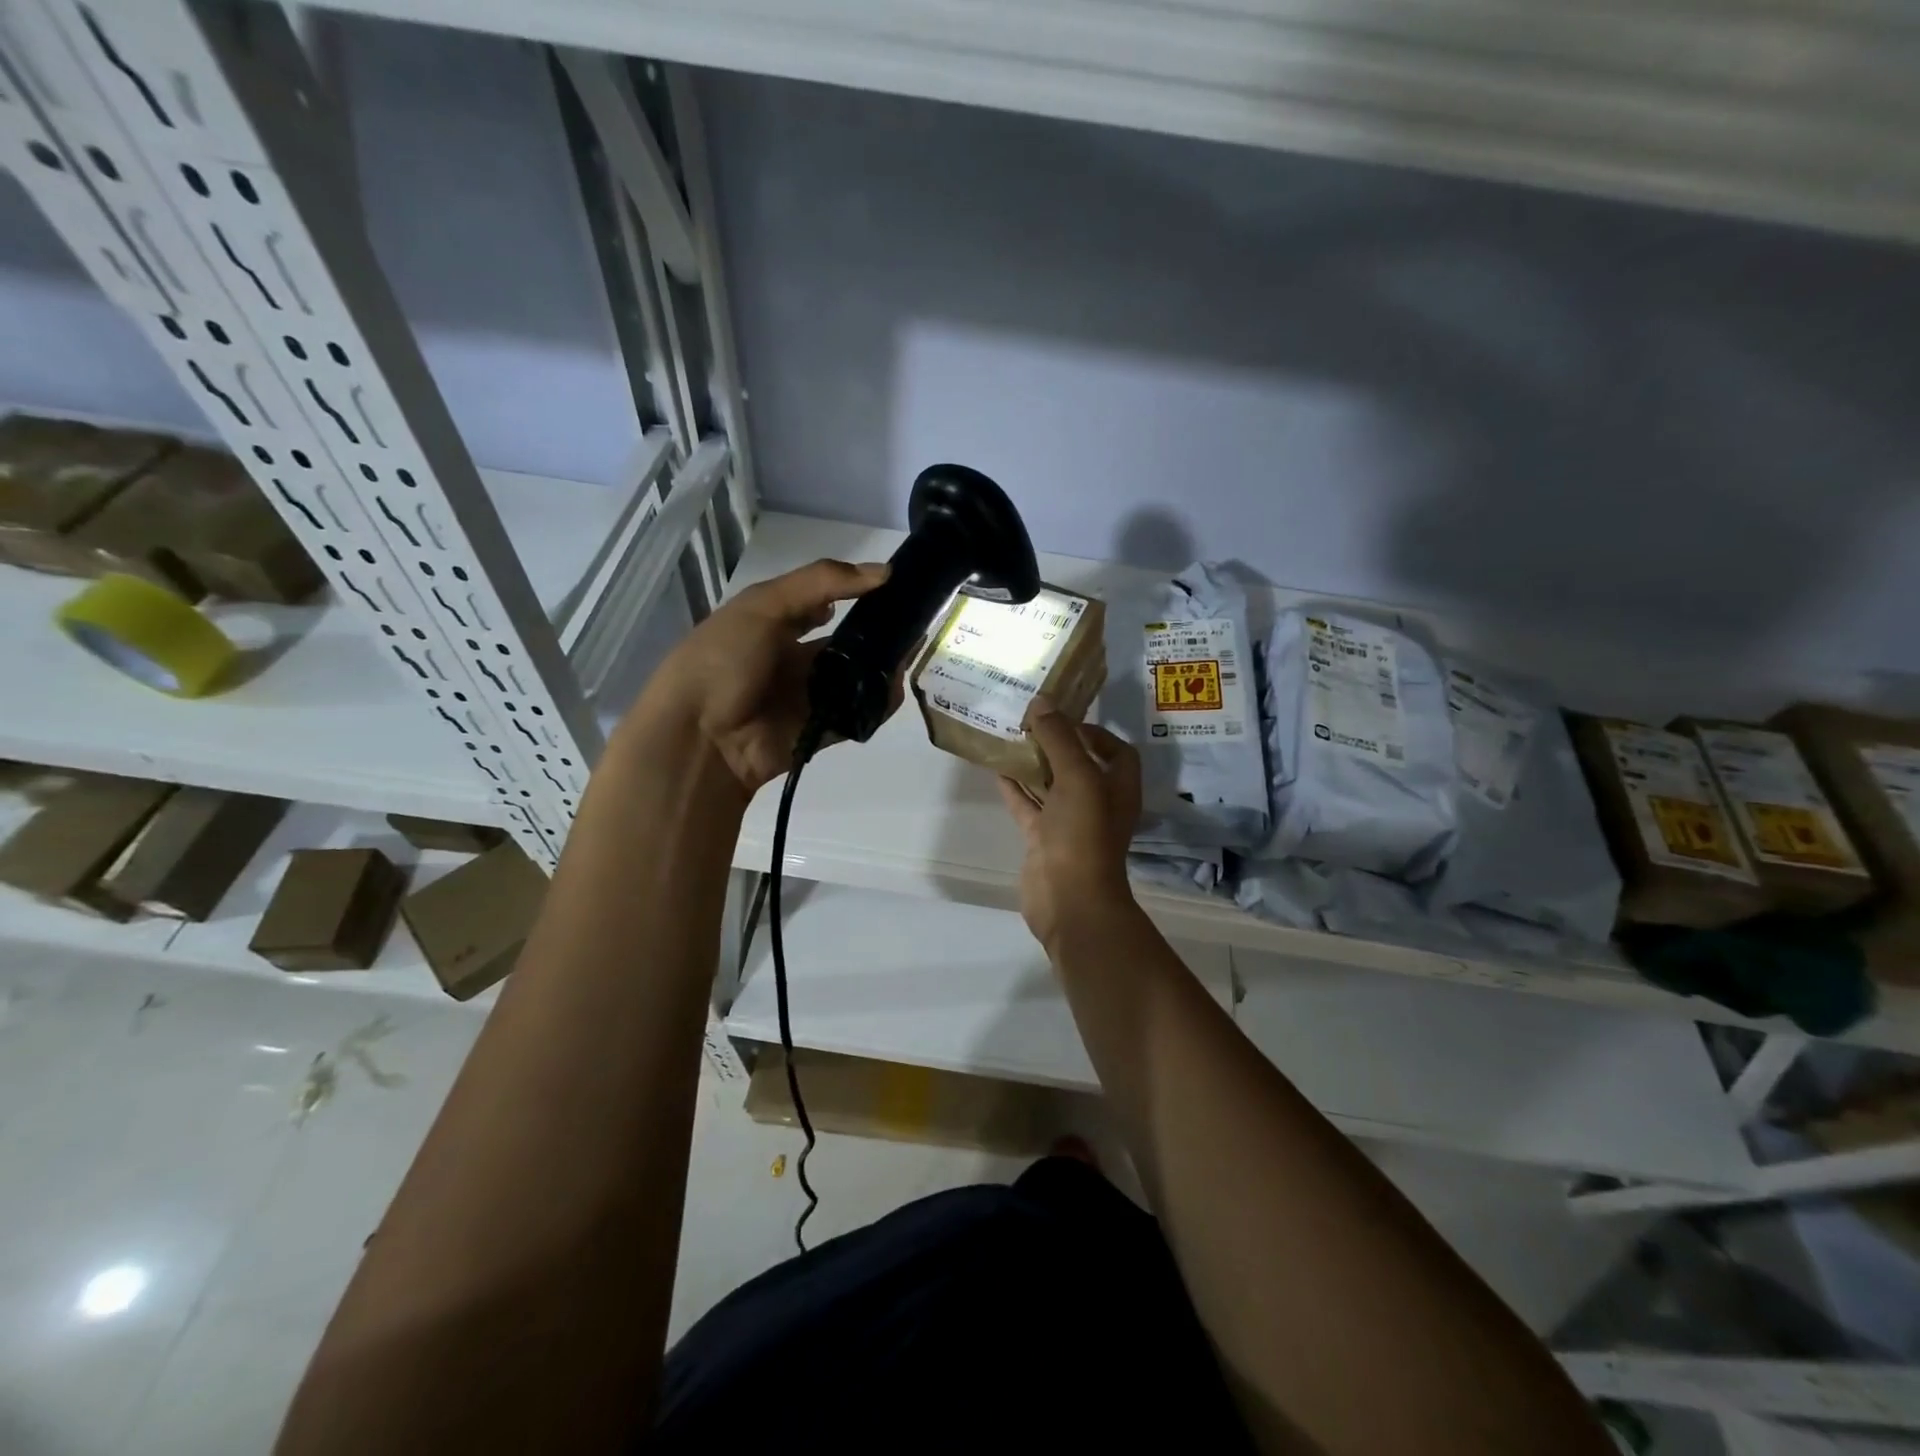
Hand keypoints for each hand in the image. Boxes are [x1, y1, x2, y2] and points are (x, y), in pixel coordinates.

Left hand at [630, 558, 890, 794]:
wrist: (699, 736)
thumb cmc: (724, 659)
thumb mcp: (765, 605)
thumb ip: (822, 582)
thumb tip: (886, 572)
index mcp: (774, 624)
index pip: (823, 603)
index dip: (855, 594)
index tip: (895, 588)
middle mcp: (793, 658)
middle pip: (844, 643)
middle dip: (877, 635)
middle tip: (912, 626)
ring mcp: (807, 697)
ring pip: (855, 679)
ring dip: (882, 668)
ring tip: (909, 656)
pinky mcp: (820, 730)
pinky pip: (857, 714)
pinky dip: (877, 704)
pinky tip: (893, 688)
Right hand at [997, 703, 1140, 948]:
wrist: (1069, 900)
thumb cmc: (1084, 835)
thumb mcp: (1077, 778)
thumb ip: (1060, 739)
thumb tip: (1042, 704)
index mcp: (1118, 788)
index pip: (1117, 751)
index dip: (1097, 733)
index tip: (1066, 718)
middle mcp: (1097, 803)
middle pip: (1080, 765)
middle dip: (1058, 743)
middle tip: (1031, 721)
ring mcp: (1069, 823)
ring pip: (1051, 785)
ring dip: (1034, 763)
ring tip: (1010, 736)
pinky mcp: (1043, 839)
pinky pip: (1028, 806)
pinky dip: (1015, 788)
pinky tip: (996, 769)